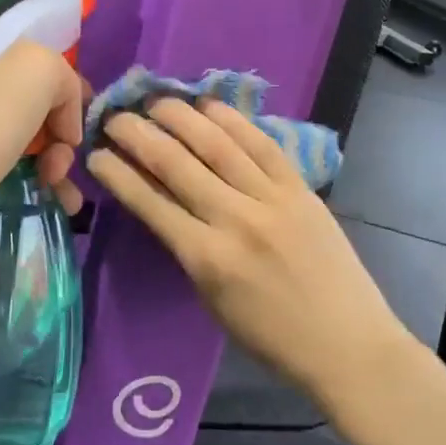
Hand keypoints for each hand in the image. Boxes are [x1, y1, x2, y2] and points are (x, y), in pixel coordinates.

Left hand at [0, 27, 87, 263]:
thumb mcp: (38, 69)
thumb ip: (62, 75)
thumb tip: (59, 115)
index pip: (33, 59)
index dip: (64, 94)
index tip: (73, 134)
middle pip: (23, 98)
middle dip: (54, 134)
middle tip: (62, 166)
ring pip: (9, 133)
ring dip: (45, 160)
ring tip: (59, 193)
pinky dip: (17, 178)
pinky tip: (41, 199)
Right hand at [86, 98, 409, 408]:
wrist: (349, 344)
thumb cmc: (273, 338)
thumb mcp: (213, 301)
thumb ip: (188, 251)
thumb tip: (165, 205)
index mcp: (207, 259)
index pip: (150, 203)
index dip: (118, 174)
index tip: (96, 153)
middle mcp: (235, 220)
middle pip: (176, 164)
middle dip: (138, 135)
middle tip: (116, 116)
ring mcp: (271, 199)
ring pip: (217, 145)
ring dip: (180, 117)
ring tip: (156, 100)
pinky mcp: (300, 189)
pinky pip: (262, 145)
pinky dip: (233, 121)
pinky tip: (209, 105)